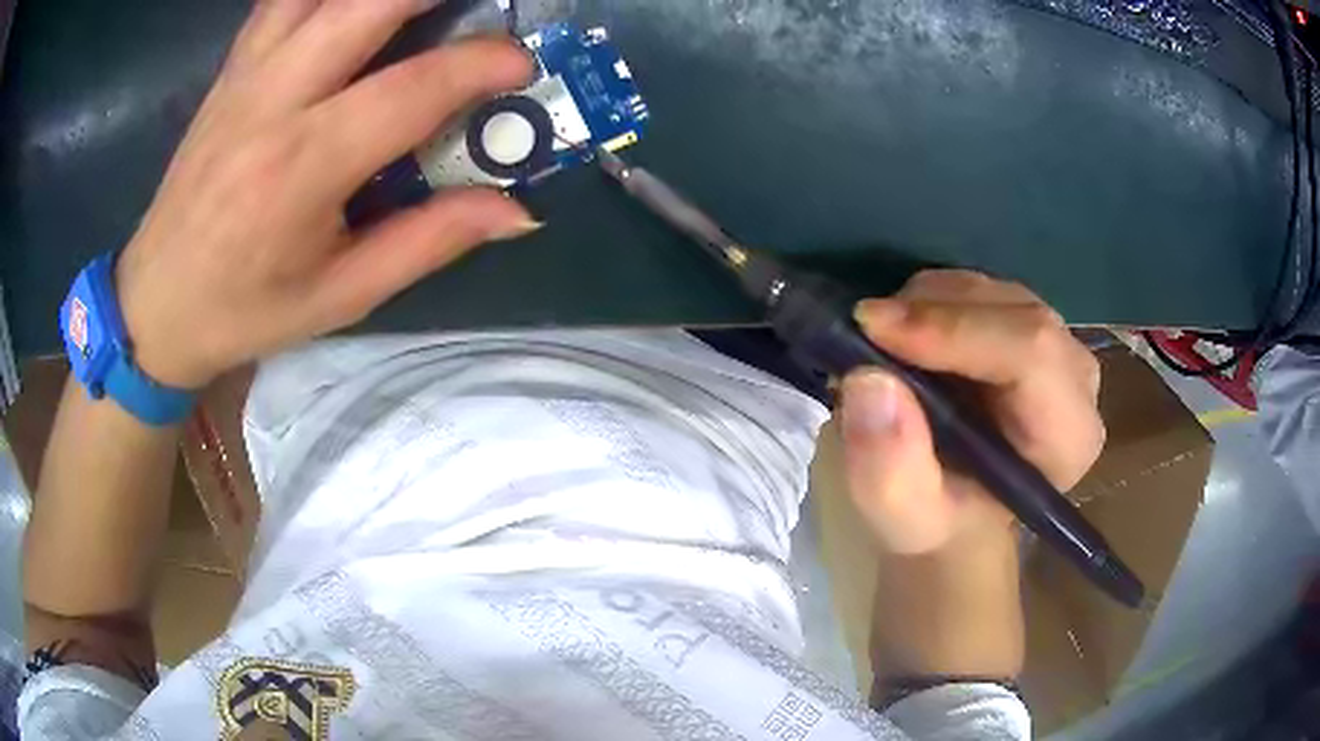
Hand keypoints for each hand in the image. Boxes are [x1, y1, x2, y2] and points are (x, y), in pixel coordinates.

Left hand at [116, 0, 537, 389]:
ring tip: (421, 4)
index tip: (521, 65)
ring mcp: (246, 75)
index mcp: (301, 169)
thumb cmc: (244, 310)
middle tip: (482, 7)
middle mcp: (272, 101)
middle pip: (366, 4)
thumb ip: (428, 242)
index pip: (409, 90)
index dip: (479, 65)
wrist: (155, 304)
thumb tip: (516, 211)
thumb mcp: (340, 296)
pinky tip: (353, 4)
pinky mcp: (232, 69)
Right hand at [840, 270, 1104, 555]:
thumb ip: (890, 470)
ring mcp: (1058, 346)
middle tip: (865, 330)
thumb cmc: (938, 525)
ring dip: (929, 303)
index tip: (875, 330)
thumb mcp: (904, 520)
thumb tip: (870, 381)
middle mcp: (1076, 381)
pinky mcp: (1030, 328)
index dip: (956, 330)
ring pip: (996, 293)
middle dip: (934, 310)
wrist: (956, 518)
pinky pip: (984, 292)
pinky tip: (907, 335)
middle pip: (1016, 312)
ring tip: (883, 341)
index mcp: (1067, 437)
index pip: (1032, 353)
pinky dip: (934, 300)